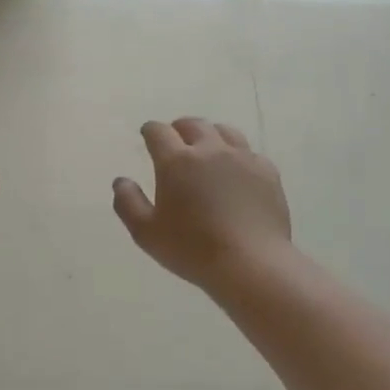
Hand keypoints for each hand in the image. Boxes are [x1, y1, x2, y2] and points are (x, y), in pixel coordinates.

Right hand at [113, 118, 292, 290]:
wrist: (251, 263)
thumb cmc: (192, 249)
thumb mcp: (146, 233)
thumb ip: (128, 202)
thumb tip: (121, 181)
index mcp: (176, 161)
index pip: (158, 132)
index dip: (150, 130)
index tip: (147, 135)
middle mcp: (210, 150)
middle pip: (193, 125)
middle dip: (179, 128)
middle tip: (175, 139)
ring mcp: (242, 158)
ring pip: (224, 131)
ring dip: (210, 135)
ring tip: (206, 148)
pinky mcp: (267, 172)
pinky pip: (249, 152)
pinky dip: (237, 155)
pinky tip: (236, 171)